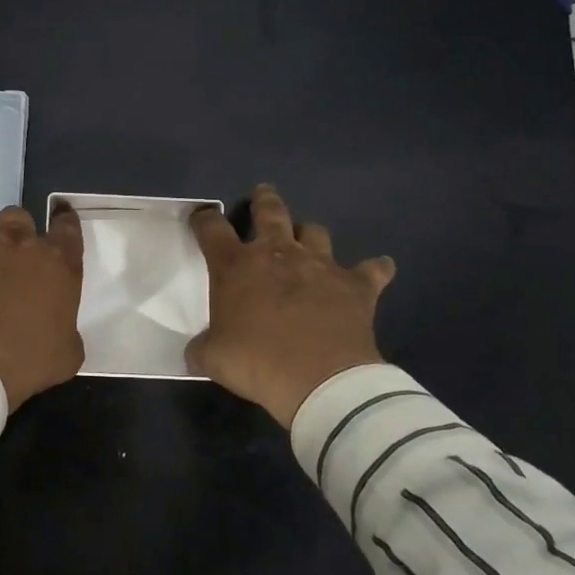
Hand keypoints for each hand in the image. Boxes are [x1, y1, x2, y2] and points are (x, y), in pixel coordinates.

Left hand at [0, 205, 84, 409]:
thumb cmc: (29, 360)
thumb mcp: (68, 352)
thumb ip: (66, 329)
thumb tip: (57, 330)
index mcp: (57, 263)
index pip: (67, 227)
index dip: (65, 222)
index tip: (61, 221)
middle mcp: (16, 243)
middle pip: (18, 216)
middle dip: (17, 231)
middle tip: (13, 258)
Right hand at [186, 185, 395, 426]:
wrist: (319, 380)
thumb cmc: (256, 363)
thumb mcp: (212, 358)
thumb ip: (202, 347)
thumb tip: (196, 351)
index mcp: (236, 267)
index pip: (212, 230)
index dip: (204, 220)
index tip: (202, 217)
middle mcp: (278, 254)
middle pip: (270, 212)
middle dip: (264, 200)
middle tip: (263, 194)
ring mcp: (320, 265)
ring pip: (316, 232)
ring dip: (309, 234)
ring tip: (308, 240)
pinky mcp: (356, 285)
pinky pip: (372, 269)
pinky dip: (374, 269)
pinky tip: (378, 269)